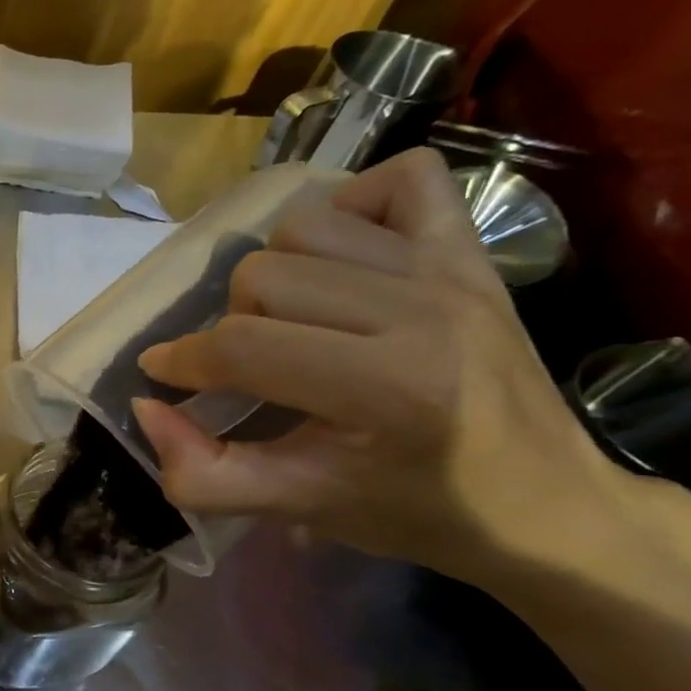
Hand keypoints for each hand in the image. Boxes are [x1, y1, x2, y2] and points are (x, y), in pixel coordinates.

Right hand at [130, 147, 634, 585]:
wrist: (544, 503)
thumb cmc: (415, 510)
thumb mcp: (297, 507)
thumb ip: (204, 474)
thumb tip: (146, 410)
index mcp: (387, 387)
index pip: (245, 345)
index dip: (184, 361)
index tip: (163, 376)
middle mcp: (422, 311)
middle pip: (264, 276)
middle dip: (232, 324)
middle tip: (248, 366)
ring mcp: (452, 270)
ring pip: (308, 224)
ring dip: (275, 271)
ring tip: (288, 317)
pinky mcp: (471, 252)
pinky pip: (401, 180)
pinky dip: (352, 206)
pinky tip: (340, 260)